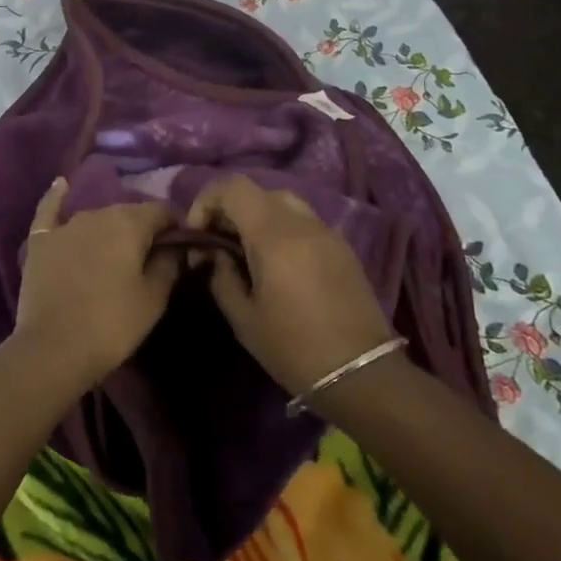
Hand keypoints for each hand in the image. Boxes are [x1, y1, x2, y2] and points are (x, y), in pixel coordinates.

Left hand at [14, 178, 180, 386]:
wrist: (54, 349)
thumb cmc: (112, 324)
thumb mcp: (154, 298)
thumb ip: (169, 264)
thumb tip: (177, 246)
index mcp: (130, 223)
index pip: (163, 211)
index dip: (176, 226)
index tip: (182, 246)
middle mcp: (97, 213)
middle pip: (129, 213)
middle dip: (143, 229)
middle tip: (149, 257)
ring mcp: (65, 226)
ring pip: (96, 217)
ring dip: (110, 228)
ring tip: (116, 251)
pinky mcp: (40, 242)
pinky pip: (50, 211)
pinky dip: (57, 198)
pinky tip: (61, 185)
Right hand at [186, 175, 396, 397]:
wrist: (361, 373)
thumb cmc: (293, 348)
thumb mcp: (243, 318)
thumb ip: (221, 276)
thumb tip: (214, 254)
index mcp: (274, 235)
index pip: (234, 187)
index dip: (207, 201)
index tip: (198, 234)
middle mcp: (303, 223)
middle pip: (258, 192)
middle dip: (231, 210)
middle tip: (218, 244)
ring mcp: (328, 232)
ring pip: (284, 203)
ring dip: (258, 218)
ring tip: (246, 253)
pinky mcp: (343, 248)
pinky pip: (304, 223)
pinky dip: (282, 230)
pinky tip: (277, 265)